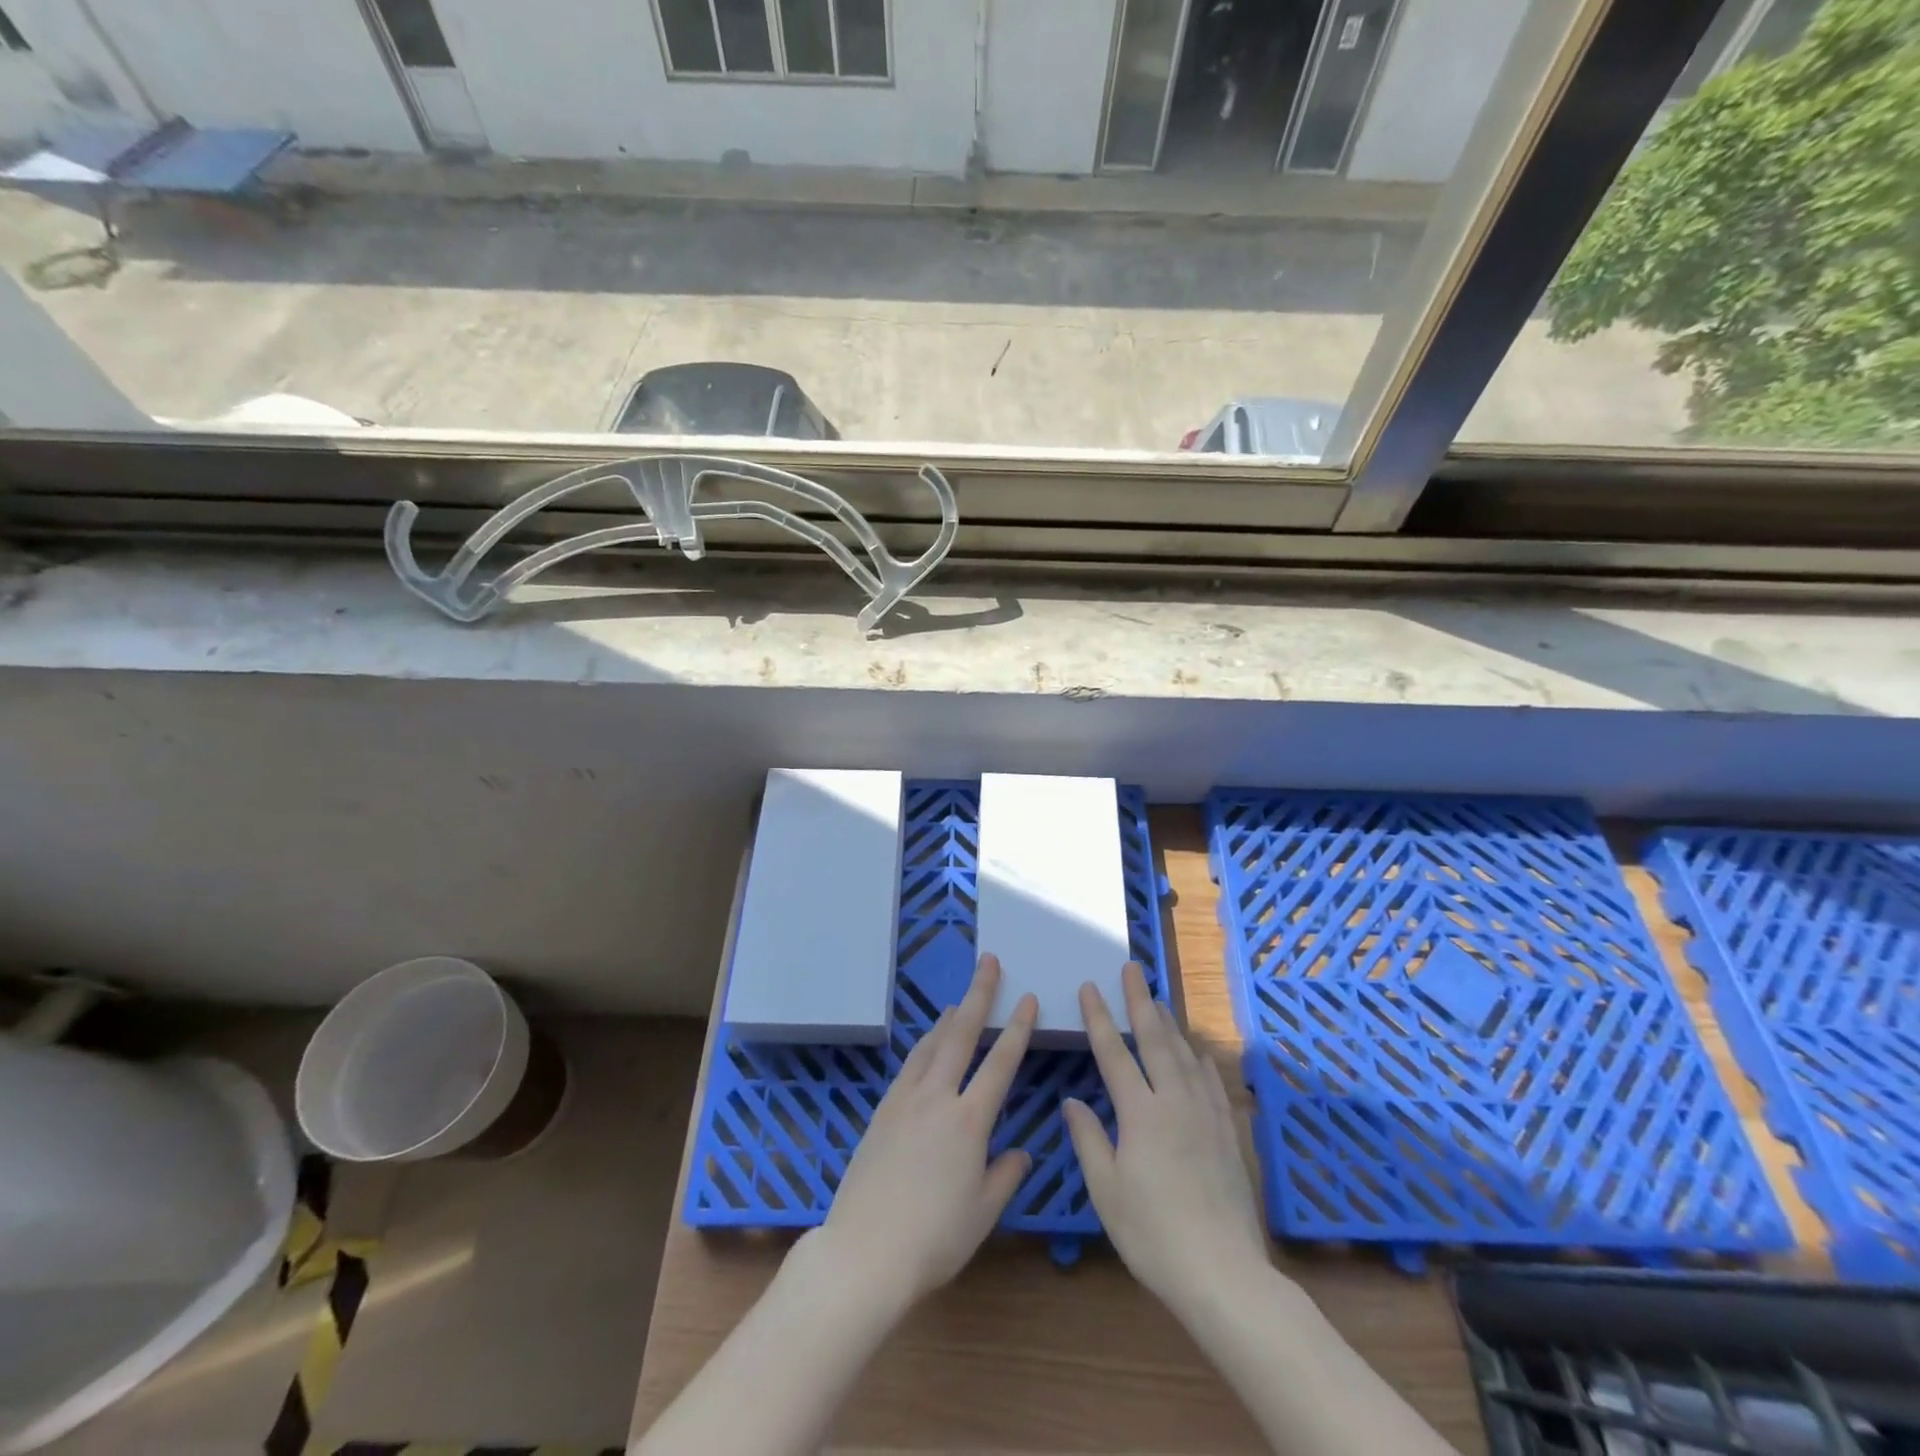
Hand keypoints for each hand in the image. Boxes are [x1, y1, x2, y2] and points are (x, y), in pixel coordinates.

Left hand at [814, 953, 1037, 1312]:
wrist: (864, 1252)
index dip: (1017, 1028)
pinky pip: (910, 1065)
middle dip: (978, 994)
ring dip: (949, 1017)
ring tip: (960, 999)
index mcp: (969, 1121)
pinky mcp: (882, 1111)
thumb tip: (1021, 1152)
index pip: (1000, 1062)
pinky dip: (925, 1046)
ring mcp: (905, 1100)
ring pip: (932, 1045)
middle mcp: (937, 1098)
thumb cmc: (934, 1239)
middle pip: (962, 1034)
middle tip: (989, 962)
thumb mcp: (983, 1213)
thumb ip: (1005, 1175)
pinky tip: (928, 1046)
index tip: (1027, 998)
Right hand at [1063, 963, 1270, 1317]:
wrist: (1223, 1273)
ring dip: (1169, 1023)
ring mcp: (1206, 1114)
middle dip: (1140, 1001)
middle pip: (1155, 1039)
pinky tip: (1198, 1053)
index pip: (1115, 1052)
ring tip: (1157, 1000)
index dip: (1100, 1018)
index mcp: (1141, 1113)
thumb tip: (1073, 1101)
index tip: (1091, 986)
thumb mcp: (1106, 1190)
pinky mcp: (1226, 1132)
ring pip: (1186, 1054)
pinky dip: (1201, 1059)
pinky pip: (1212, 1081)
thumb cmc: (1153, 1234)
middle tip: (1132, 968)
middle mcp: (1175, 1101)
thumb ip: (1088, 1139)